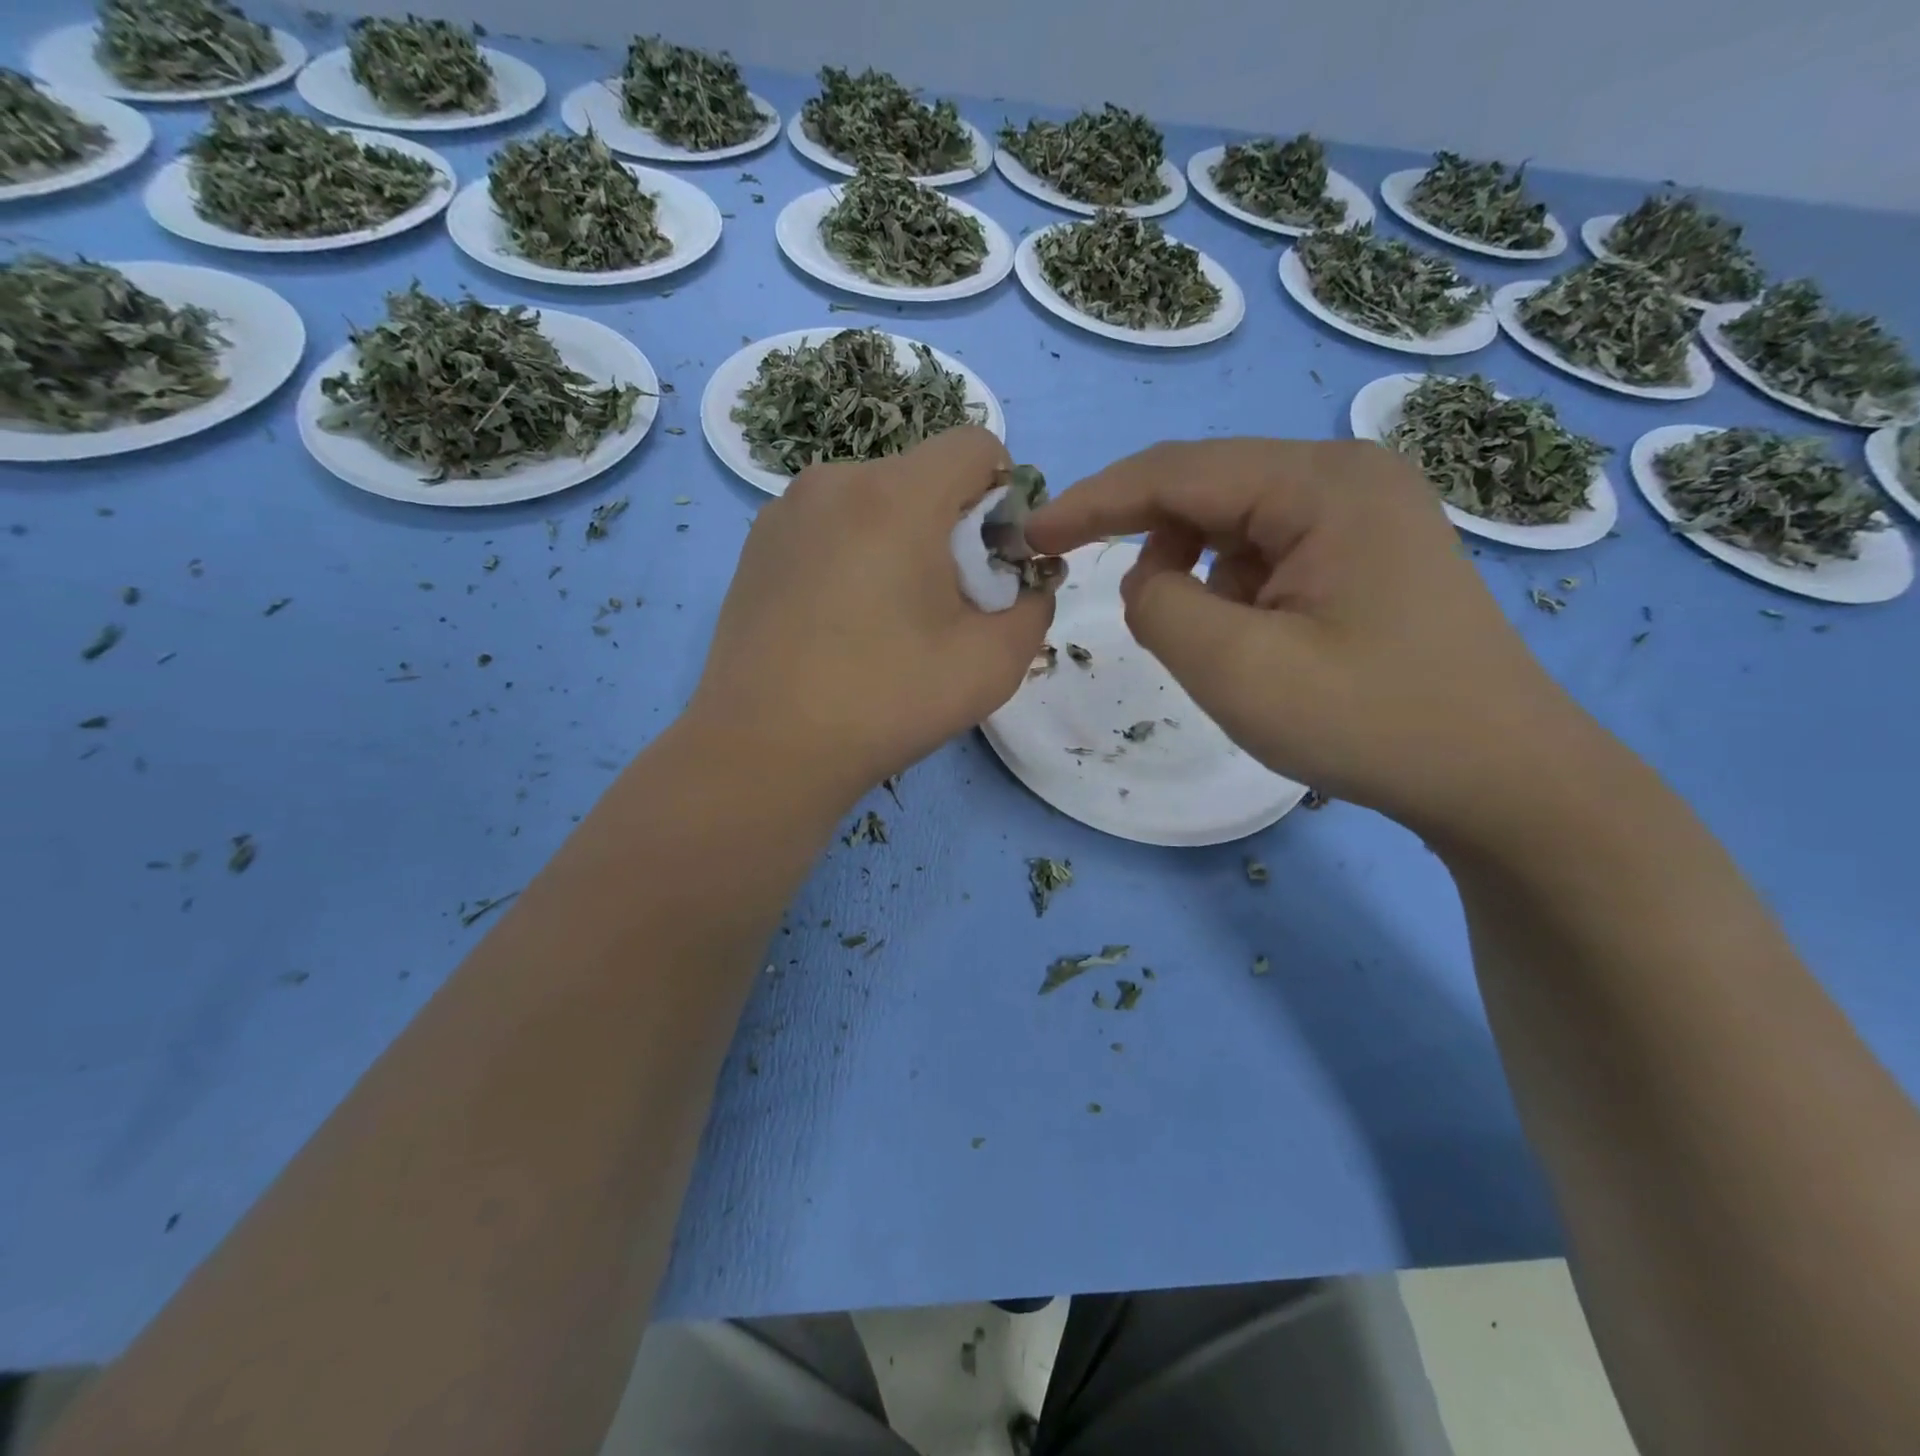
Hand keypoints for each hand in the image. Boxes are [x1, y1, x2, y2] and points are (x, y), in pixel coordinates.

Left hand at [687, 426, 1053, 806]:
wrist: (764, 750)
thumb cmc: (886, 702)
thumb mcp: (993, 663)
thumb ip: (1034, 606)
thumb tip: (1025, 583)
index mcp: (896, 495)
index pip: (976, 445)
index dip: (1004, 496)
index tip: (993, 562)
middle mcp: (835, 481)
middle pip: (923, 476)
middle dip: (952, 527)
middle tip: (944, 605)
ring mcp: (785, 511)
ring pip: (873, 502)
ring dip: (900, 542)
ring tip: (886, 620)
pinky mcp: (756, 546)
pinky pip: (829, 527)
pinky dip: (854, 555)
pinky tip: (840, 623)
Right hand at [1024, 439, 1594, 838]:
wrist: (1500, 778)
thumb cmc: (1370, 722)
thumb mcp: (1239, 670)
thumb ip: (1159, 607)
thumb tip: (1145, 581)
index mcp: (1321, 484)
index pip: (1175, 472)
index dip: (1091, 502)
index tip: (1031, 535)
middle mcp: (1346, 477)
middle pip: (1207, 489)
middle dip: (1144, 540)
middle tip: (1102, 595)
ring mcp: (1364, 513)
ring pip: (1235, 524)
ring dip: (1195, 574)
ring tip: (1209, 643)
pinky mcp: (1368, 553)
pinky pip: (1268, 552)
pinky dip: (1232, 590)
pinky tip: (1253, 639)